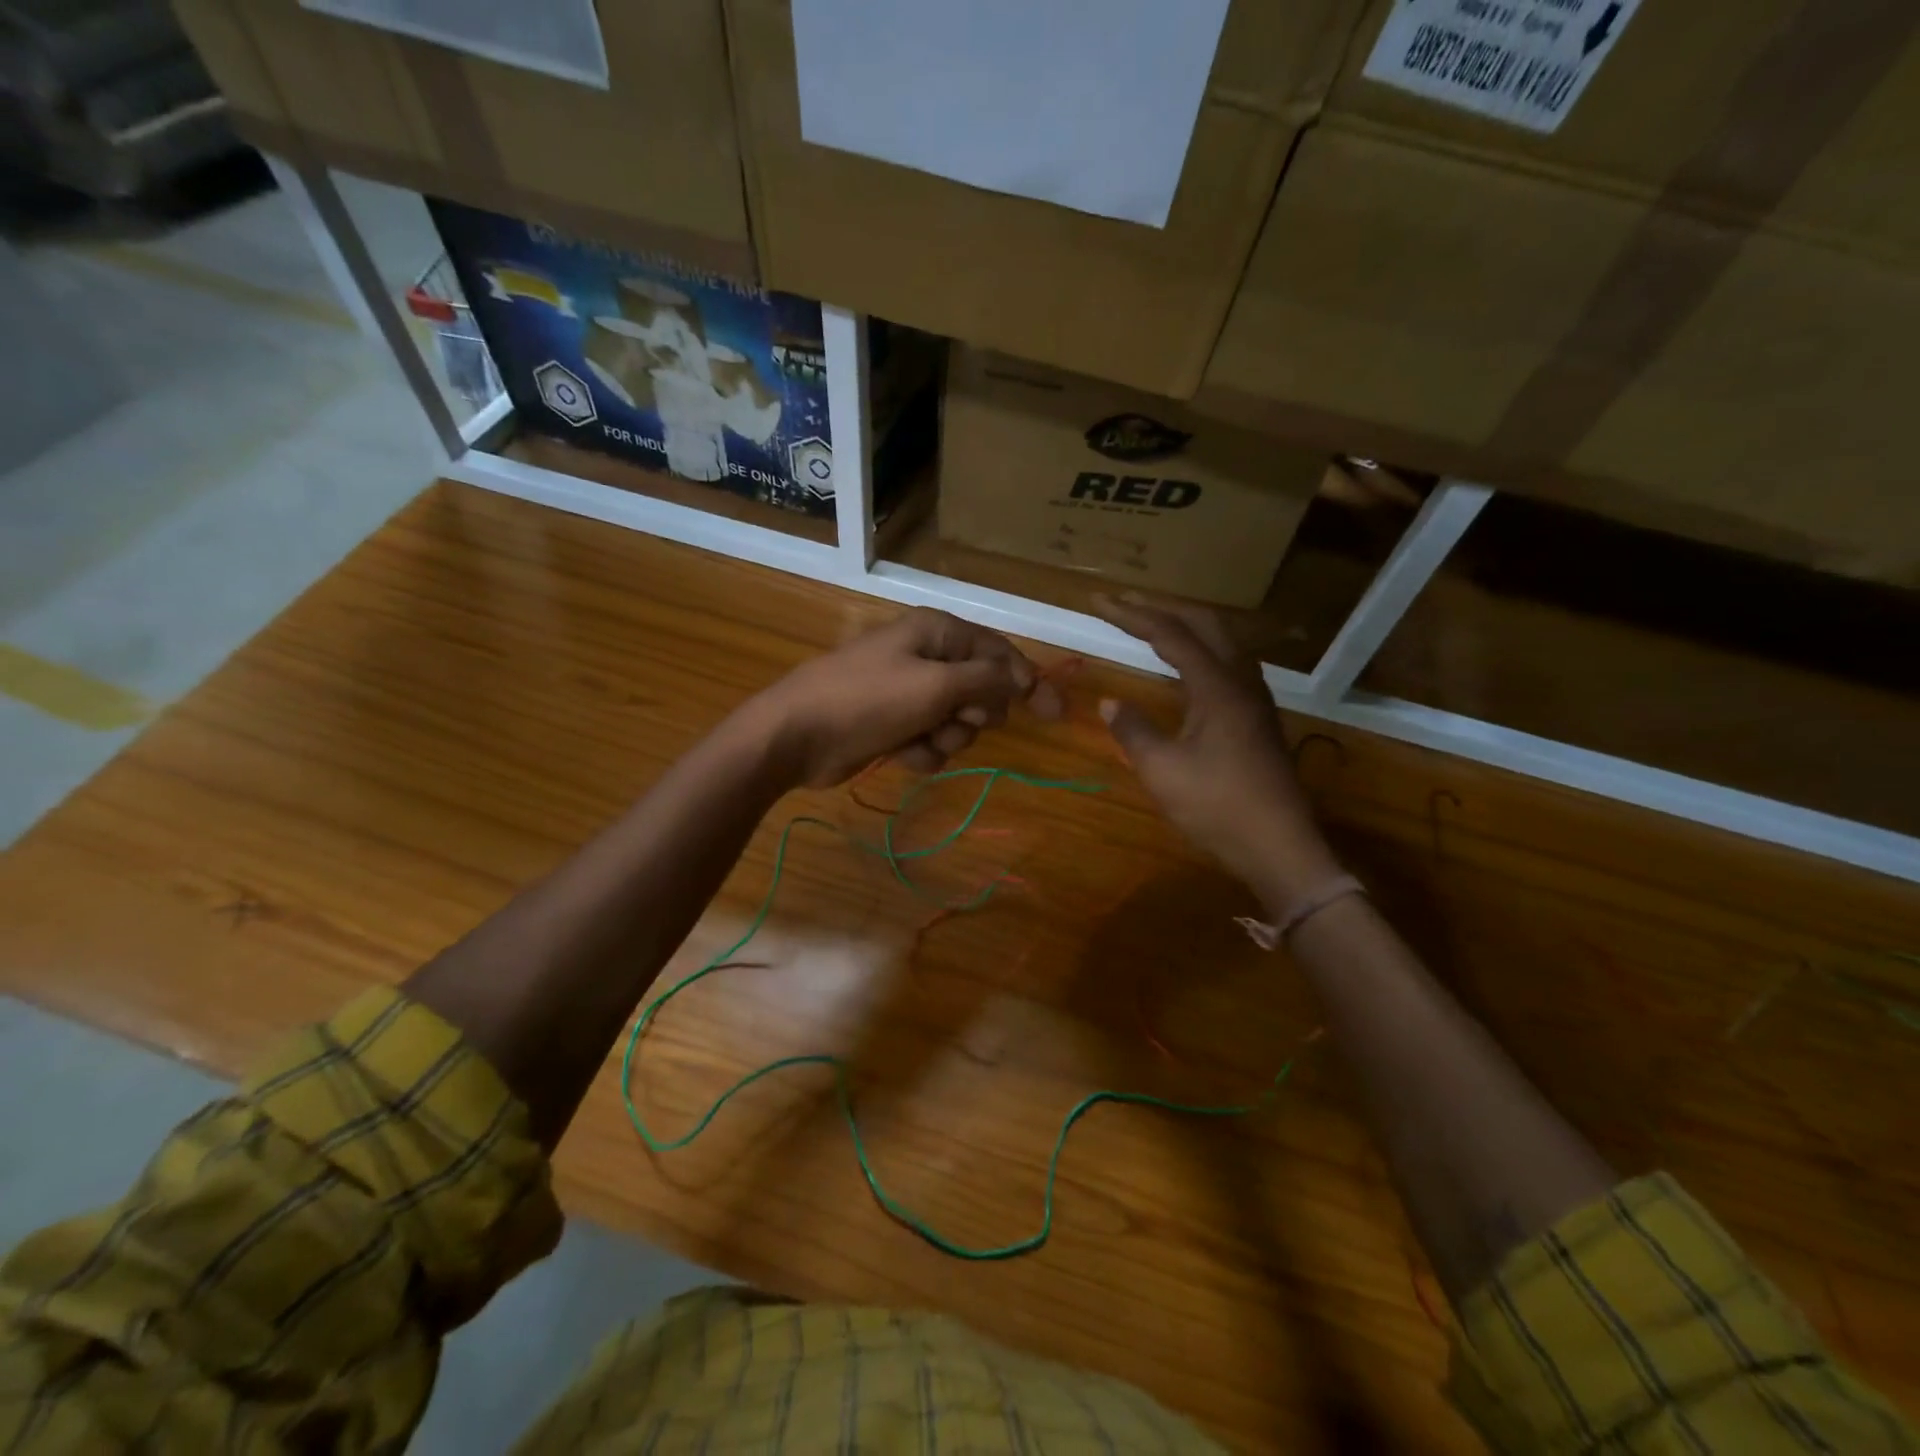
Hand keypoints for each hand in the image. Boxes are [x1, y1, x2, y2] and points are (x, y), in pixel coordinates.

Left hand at [745, 609, 1063, 787]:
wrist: (796, 735)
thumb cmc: (868, 700)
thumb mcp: (936, 686)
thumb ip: (987, 680)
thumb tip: (1022, 677)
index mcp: (938, 632)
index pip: (999, 653)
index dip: (1029, 681)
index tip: (1055, 714)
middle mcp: (926, 656)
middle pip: (981, 690)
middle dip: (973, 713)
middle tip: (954, 717)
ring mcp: (908, 692)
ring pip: (958, 721)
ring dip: (945, 737)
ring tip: (917, 738)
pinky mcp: (894, 724)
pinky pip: (931, 740)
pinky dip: (921, 751)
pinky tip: (899, 753)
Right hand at [1093, 594, 1341, 910]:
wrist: (1280, 846)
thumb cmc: (1218, 807)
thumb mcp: (1163, 771)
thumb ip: (1134, 731)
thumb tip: (1111, 703)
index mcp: (1217, 687)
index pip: (1171, 634)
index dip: (1131, 616)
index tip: (1099, 603)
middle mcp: (1241, 681)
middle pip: (1203, 623)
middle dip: (1160, 608)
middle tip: (1123, 605)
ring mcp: (1254, 698)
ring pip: (1222, 640)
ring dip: (1185, 625)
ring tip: (1151, 625)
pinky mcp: (1257, 717)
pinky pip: (1227, 662)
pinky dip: (1199, 649)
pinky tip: (1187, 666)